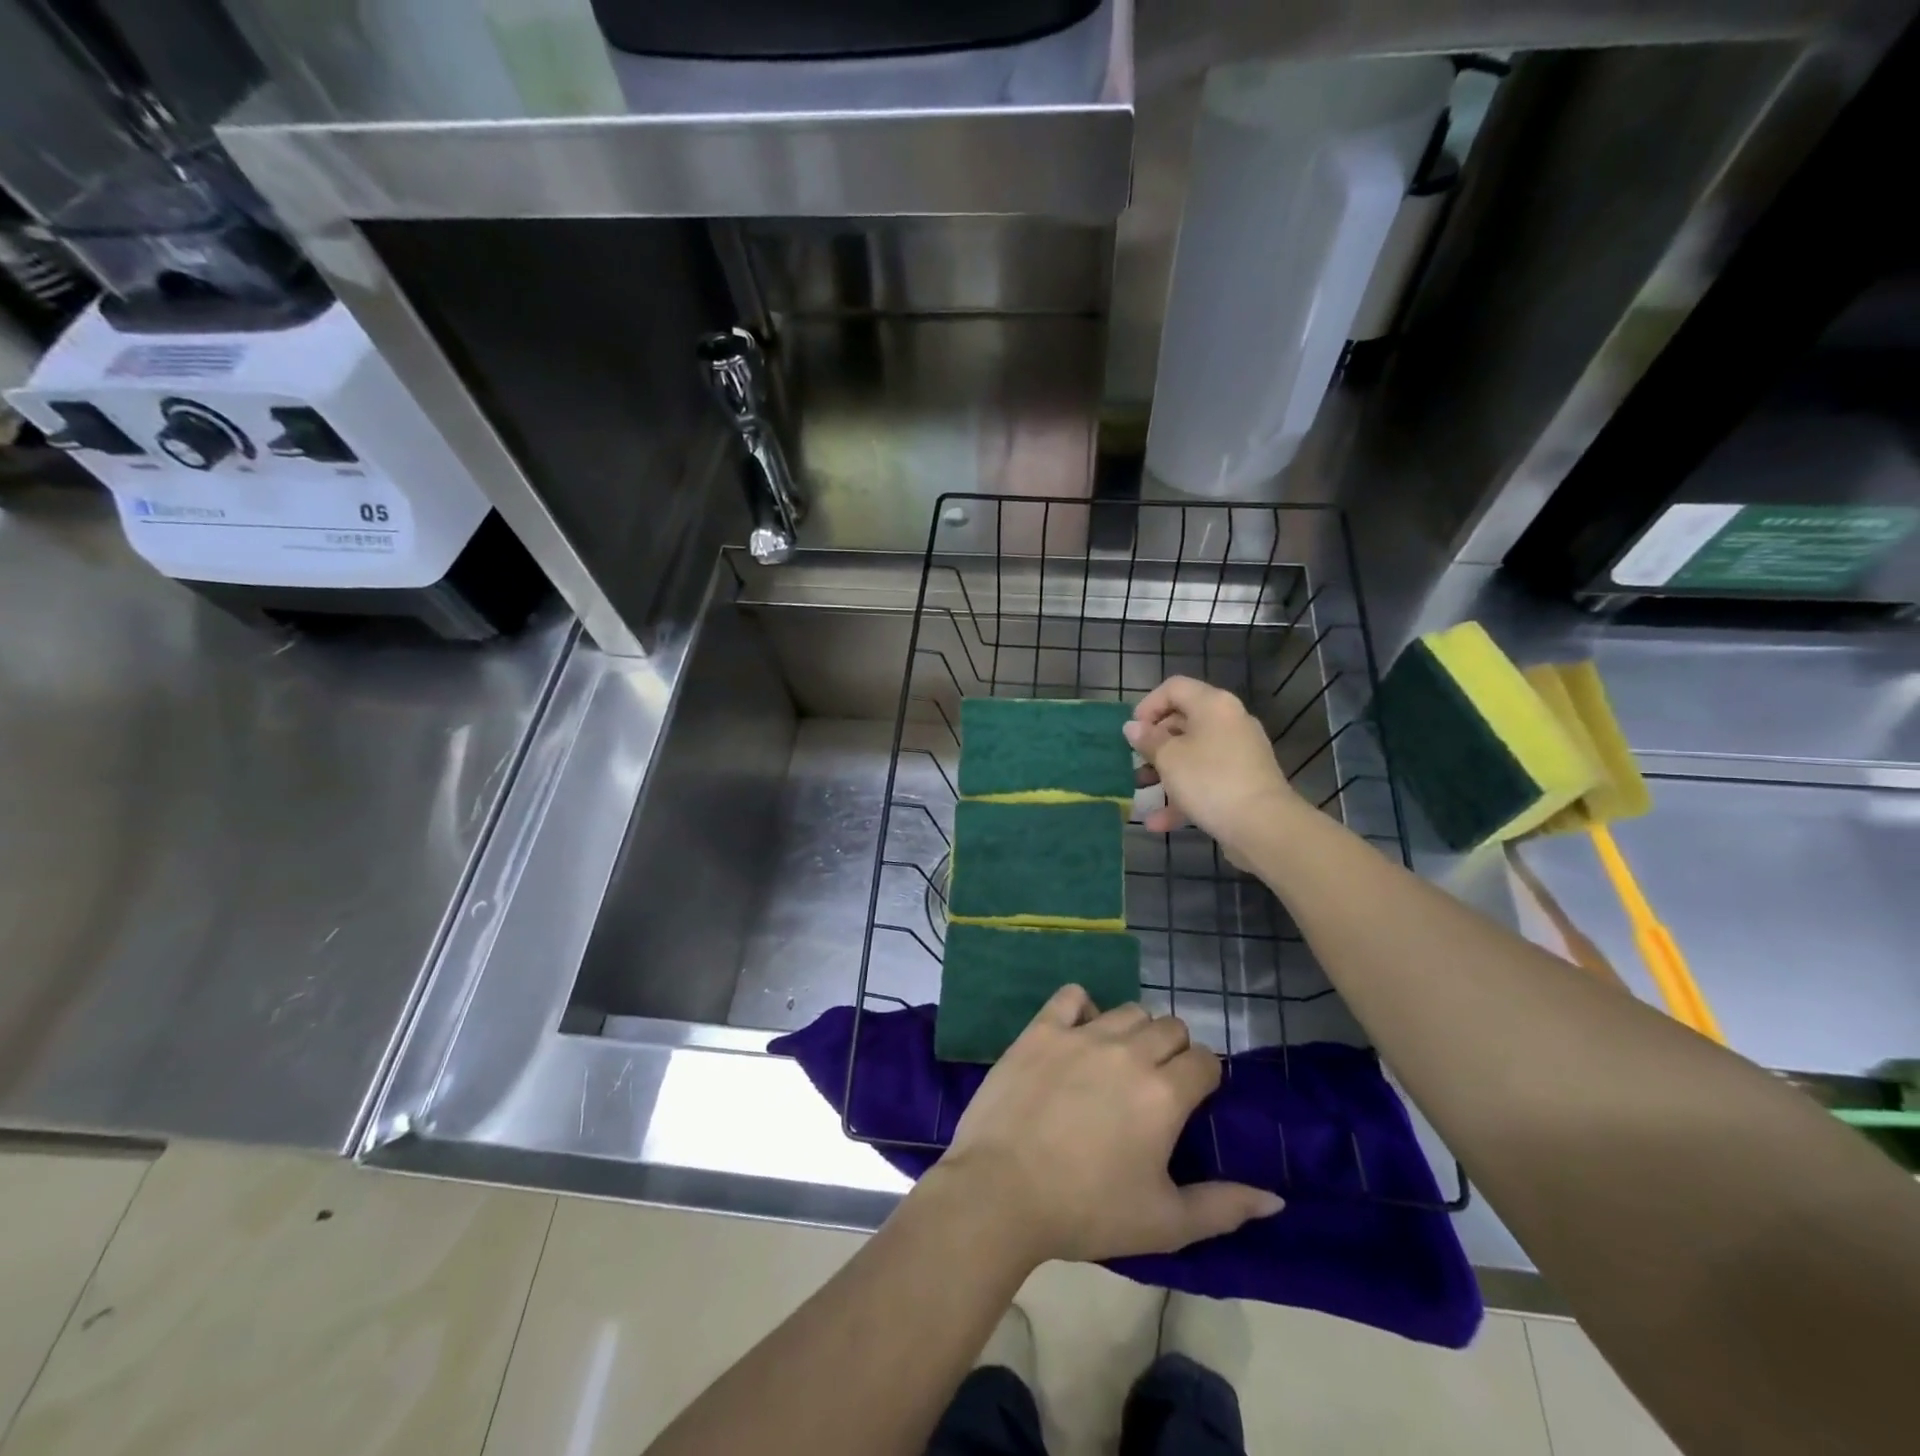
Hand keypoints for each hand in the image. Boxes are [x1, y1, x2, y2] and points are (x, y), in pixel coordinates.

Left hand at [935, 985, 1282, 1265]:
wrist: (1001, 1190)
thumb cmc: (1087, 1211)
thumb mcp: (1165, 1223)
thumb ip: (1225, 1207)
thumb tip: (1275, 1198)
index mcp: (1165, 1092)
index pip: (1206, 1060)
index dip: (1205, 1078)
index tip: (1191, 1101)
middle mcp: (1129, 1051)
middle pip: (1170, 1027)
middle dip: (1173, 1051)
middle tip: (1154, 1086)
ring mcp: (1082, 1034)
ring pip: (1128, 1010)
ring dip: (1133, 1031)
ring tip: (1117, 1063)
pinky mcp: (1042, 1028)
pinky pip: (1072, 995)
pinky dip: (1082, 1008)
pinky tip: (1078, 1034)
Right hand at [1124, 676, 1299, 859]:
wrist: (1264, 825)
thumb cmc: (1209, 780)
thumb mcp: (1169, 758)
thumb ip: (1148, 740)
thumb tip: (1133, 727)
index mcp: (1213, 705)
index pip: (1174, 688)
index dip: (1148, 705)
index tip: (1132, 731)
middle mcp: (1230, 721)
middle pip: (1183, 722)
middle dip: (1154, 744)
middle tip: (1134, 762)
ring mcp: (1240, 753)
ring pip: (1194, 754)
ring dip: (1164, 772)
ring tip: (1141, 790)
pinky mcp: (1244, 781)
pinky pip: (1207, 779)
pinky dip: (1184, 795)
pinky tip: (1158, 822)